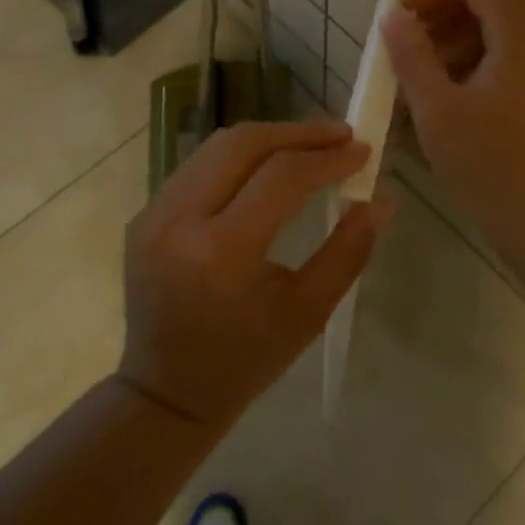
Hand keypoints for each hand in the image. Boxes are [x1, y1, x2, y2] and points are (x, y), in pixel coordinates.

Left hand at [119, 120, 385, 428]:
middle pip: (242, 144)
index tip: (362, 150)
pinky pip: (199, 167)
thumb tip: (380, 201)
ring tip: (311, 144)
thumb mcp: (308, 313)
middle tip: (340, 135)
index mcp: (221, 252)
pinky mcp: (144, 214)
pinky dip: (240, 157)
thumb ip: (348, 252)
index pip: (280, 177)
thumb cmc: (246, 361)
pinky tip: (269, 166)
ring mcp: (153, 213)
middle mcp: (178, 220)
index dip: (326, 158)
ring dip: (268, 138)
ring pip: (216, 147)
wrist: (166, 391)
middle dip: (297, 133)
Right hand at [382, 0, 524, 257]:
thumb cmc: (487, 167)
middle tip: (413, 30)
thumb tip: (393, 17)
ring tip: (424, 60)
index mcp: (520, 37)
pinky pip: (514, 46)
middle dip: (449, 2)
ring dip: (462, 26)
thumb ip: (412, 57)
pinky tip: (451, 84)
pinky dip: (480, 48)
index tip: (402, 14)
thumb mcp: (436, 111)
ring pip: (506, 18)